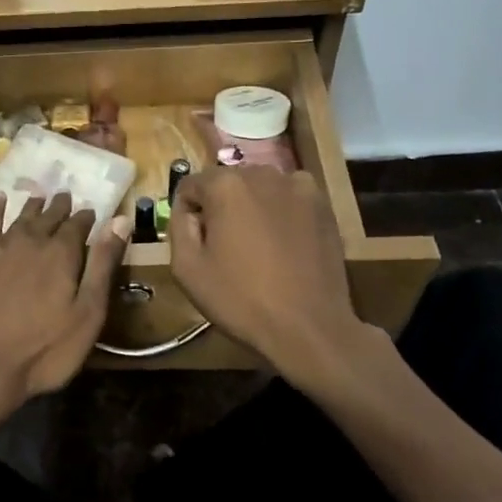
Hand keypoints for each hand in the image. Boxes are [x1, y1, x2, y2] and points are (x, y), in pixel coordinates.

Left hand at [0, 193, 130, 409]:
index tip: (91, 212)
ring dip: (32, 206)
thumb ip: (103, 265)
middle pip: (48, 217)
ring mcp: (0, 248)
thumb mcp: (88, 313)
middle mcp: (31, 241)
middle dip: (60, 207)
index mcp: (62, 253)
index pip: (78, 225)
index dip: (86, 218)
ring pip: (20, 217)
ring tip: (40, 196)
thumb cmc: (46, 349)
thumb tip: (120, 221)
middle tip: (66, 196)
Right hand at [169, 167, 371, 390]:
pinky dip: (280, 213)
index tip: (194, 241)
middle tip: (224, 246)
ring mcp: (299, 187)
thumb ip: (178, 227)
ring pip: (260, 189)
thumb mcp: (186, 269)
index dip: (186, 212)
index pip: (190, 185)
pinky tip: (283, 245)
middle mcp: (263, 174)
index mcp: (226, 185)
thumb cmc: (240, 299)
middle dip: (220, 207)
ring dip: (251, 208)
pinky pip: (289, 199)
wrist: (308, 327)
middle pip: (227, 182)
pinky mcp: (323, 206)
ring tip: (256, 246)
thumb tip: (186, 210)